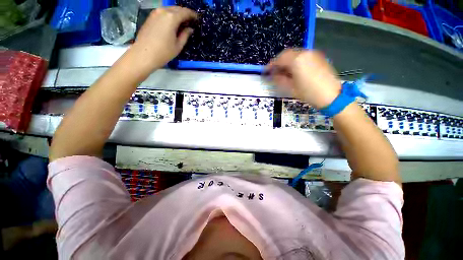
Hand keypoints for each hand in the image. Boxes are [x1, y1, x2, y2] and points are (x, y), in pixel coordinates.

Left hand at [130, 6, 196, 72]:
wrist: (144, 54)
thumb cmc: (164, 52)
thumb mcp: (178, 46)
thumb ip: (185, 35)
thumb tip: (190, 29)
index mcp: (172, 18)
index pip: (185, 12)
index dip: (192, 15)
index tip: (197, 19)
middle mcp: (163, 11)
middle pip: (177, 8)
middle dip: (185, 13)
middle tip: (191, 21)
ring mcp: (155, 13)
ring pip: (169, 9)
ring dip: (177, 13)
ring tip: (182, 22)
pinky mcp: (150, 17)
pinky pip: (163, 12)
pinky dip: (170, 15)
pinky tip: (172, 23)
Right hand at [265, 49, 341, 108]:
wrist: (331, 96)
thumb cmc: (308, 93)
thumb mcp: (290, 88)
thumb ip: (279, 79)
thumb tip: (273, 75)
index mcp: (296, 60)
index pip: (279, 59)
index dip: (271, 65)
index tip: (265, 71)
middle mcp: (305, 53)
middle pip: (287, 53)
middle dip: (278, 61)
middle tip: (274, 71)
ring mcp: (313, 54)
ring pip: (295, 53)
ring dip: (287, 61)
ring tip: (283, 71)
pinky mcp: (319, 57)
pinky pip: (303, 55)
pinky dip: (295, 60)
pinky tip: (294, 69)